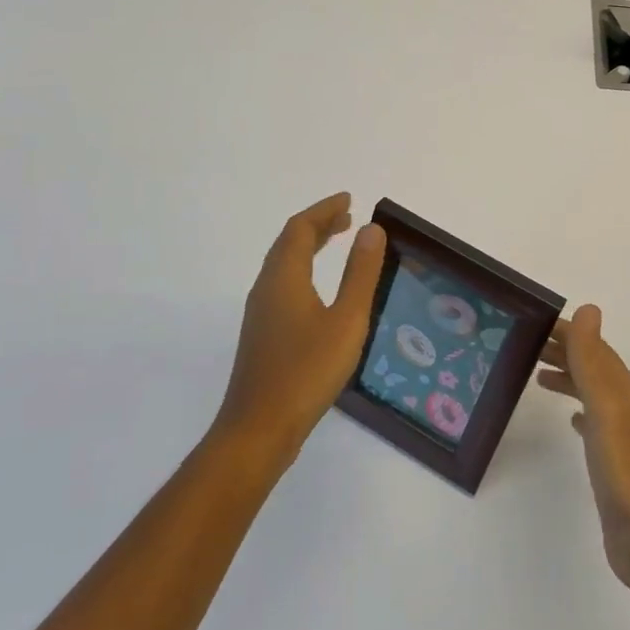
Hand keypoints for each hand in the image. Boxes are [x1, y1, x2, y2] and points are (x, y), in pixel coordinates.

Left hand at [216, 194, 386, 461]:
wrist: (258, 430)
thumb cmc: (307, 371)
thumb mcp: (346, 320)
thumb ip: (360, 273)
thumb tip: (370, 230)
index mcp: (284, 277)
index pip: (300, 228)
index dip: (323, 210)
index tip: (348, 200)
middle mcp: (266, 287)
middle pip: (289, 242)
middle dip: (317, 225)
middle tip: (347, 217)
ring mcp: (260, 312)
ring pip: (283, 263)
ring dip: (309, 246)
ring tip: (338, 241)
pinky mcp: (262, 334)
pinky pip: (282, 283)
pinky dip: (303, 268)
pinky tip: (319, 288)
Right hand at [535, 305, 629, 593]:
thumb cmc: (624, 468)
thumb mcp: (605, 405)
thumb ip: (593, 359)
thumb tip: (588, 308)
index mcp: (624, 389)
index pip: (593, 347)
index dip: (567, 332)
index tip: (534, 323)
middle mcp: (625, 406)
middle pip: (593, 367)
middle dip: (564, 352)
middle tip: (526, 347)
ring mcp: (622, 436)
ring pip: (592, 394)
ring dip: (569, 379)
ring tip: (538, 377)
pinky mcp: (614, 464)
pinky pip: (594, 424)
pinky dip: (579, 412)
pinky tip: (571, 421)